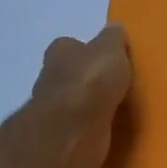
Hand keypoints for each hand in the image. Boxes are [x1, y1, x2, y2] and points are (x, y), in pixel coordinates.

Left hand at [29, 25, 132, 167]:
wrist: (72, 130)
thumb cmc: (91, 81)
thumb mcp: (110, 49)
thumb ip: (113, 39)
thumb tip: (114, 29)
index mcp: (59, 53)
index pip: (70, 47)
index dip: (87, 51)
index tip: (106, 59)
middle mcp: (50, 79)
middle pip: (69, 75)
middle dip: (87, 80)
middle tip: (114, 86)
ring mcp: (52, 111)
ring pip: (73, 104)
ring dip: (89, 107)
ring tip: (117, 110)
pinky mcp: (61, 138)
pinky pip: (80, 129)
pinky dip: (91, 129)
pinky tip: (109, 131)